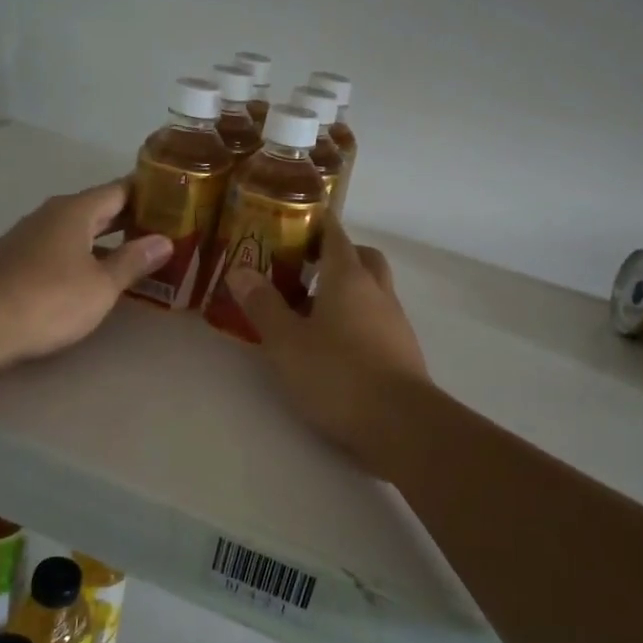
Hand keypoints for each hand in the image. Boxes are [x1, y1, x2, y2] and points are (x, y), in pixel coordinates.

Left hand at [0, 181, 169, 369]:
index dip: (146, 193)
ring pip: (74, 230)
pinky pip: (56, 249)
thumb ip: (133, 261)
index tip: (171, 199)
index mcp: (76, 211)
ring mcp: (27, 237)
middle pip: (96, 209)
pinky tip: (90, 275)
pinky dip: (79, 256)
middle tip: (160, 229)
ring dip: (102, 239)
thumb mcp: (102, 285)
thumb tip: (164, 241)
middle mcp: (50, 215)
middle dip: (127, 218)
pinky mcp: (13, 261)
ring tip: (132, 254)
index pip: (118, 190)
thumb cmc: (50, 299)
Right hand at [225, 215, 428, 457]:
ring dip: (348, 290)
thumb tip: (239, 270)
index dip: (317, 222)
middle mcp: (377, 292)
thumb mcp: (286, 341)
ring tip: (312, 310)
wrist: (400, 423)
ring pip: (373, 290)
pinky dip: (357, 319)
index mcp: (349, 278)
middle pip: (362, 257)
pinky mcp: (402, 351)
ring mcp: (395, 322)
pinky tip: (334, 345)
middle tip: (306, 266)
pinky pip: (378, 319)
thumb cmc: (337, 374)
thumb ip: (263, 305)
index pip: (335, 234)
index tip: (296, 219)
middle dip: (338, 254)